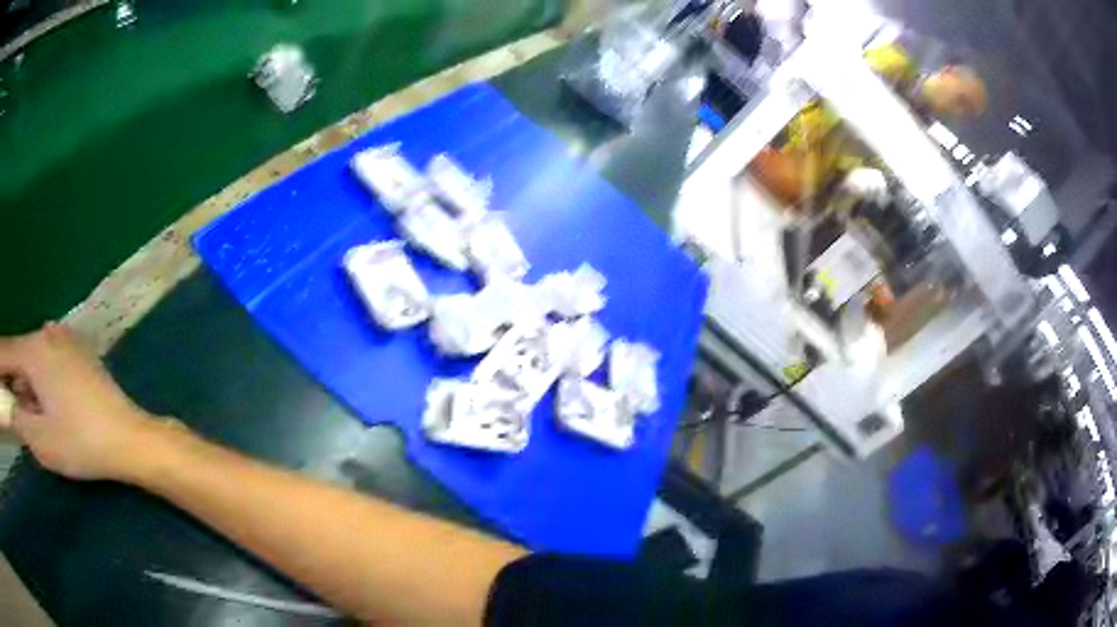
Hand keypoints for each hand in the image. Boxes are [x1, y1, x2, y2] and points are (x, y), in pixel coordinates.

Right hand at [0, 323, 158, 480]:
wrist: (129, 436)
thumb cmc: (81, 443)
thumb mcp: (42, 441)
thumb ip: (20, 421)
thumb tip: (12, 407)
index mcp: (33, 351)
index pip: (6, 353)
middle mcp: (46, 335)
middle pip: (18, 355)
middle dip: (12, 380)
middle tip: (11, 405)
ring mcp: (63, 339)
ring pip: (32, 359)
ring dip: (25, 383)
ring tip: (31, 414)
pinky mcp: (76, 351)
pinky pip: (47, 361)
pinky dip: (39, 380)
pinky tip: (48, 405)